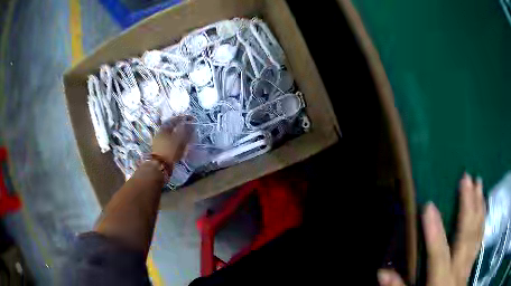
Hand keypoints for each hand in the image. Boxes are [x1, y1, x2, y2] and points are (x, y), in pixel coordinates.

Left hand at [152, 115, 193, 163]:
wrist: (160, 165)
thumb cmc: (170, 151)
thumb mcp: (181, 140)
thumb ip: (187, 131)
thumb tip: (192, 124)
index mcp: (165, 128)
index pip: (176, 119)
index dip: (184, 118)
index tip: (192, 119)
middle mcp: (160, 132)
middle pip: (172, 126)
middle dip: (181, 126)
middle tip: (189, 127)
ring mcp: (159, 140)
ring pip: (170, 134)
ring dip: (178, 134)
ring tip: (186, 136)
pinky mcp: (159, 148)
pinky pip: (169, 140)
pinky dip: (175, 140)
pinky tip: (179, 144)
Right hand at [378, 173, 485, 285]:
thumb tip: (381, 272)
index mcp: (441, 281)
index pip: (438, 254)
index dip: (434, 232)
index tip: (428, 206)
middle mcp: (459, 270)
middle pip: (466, 236)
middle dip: (468, 206)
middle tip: (467, 179)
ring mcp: (469, 265)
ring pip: (477, 233)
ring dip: (479, 207)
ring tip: (479, 183)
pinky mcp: (471, 263)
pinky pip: (480, 238)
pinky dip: (483, 219)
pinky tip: (483, 205)